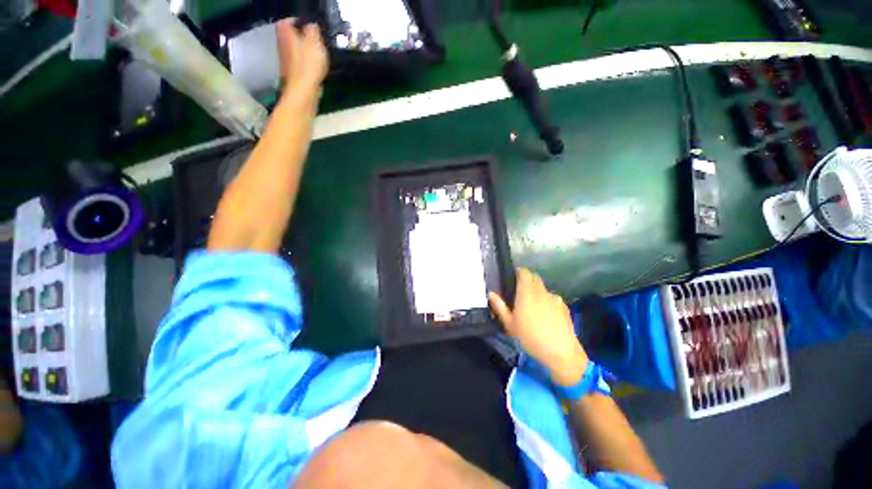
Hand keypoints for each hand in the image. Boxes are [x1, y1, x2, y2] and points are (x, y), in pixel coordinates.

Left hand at [276, 19, 327, 95]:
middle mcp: (282, 43)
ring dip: (306, 51)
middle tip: (317, 41)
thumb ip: (313, 30)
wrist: (303, 91)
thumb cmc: (309, 64)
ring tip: (319, 55)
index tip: (311, 27)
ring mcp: (286, 60)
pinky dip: (307, 64)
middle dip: (303, 37)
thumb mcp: (315, 42)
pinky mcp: (292, 73)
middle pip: (292, 36)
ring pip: (296, 50)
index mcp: (285, 32)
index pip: (288, 21)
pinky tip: (316, 69)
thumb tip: (311, 25)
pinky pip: (300, 63)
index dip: (299, 22)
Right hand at [489, 268, 588, 385]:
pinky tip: (547, 317)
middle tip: (520, 293)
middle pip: (535, 278)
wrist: (560, 353)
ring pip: (544, 289)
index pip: (524, 272)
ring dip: (538, 292)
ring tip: (534, 308)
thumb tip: (491, 293)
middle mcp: (541, 291)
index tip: (514, 278)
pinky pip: (553, 299)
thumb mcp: (509, 324)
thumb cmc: (530, 337)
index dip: (519, 272)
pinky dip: (548, 302)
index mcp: (526, 292)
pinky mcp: (565, 307)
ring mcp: (555, 299)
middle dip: (528, 281)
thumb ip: (499, 307)